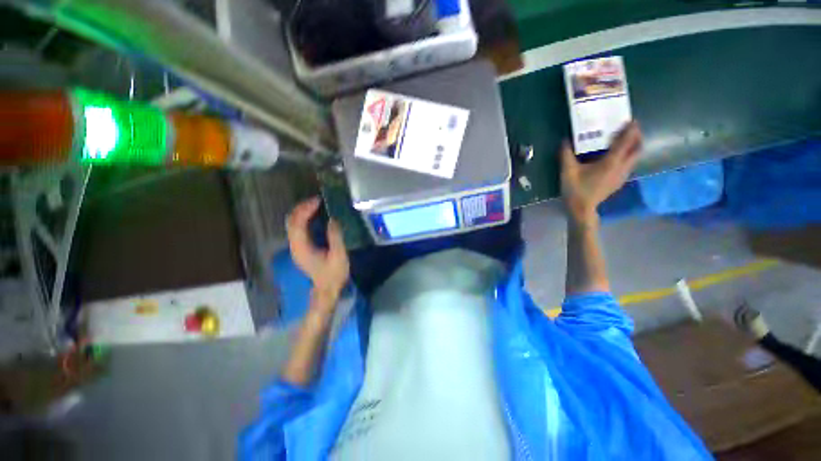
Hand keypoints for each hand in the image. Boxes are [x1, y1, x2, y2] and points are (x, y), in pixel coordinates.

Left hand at [286, 197, 349, 299]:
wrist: (327, 290)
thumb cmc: (334, 275)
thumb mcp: (339, 256)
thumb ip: (335, 237)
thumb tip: (332, 219)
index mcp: (302, 248)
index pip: (297, 224)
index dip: (305, 210)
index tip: (318, 201)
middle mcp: (294, 246)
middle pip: (291, 222)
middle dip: (301, 208)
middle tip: (316, 200)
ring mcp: (296, 247)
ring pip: (292, 224)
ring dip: (301, 212)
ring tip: (315, 204)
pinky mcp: (300, 248)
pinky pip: (297, 228)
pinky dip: (303, 219)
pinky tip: (313, 216)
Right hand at [561, 121, 641, 221]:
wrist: (582, 209)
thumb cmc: (575, 189)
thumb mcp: (567, 171)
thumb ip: (566, 154)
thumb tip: (565, 140)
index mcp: (611, 162)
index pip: (626, 142)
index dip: (631, 130)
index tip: (632, 120)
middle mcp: (621, 167)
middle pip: (637, 149)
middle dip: (637, 137)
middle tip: (630, 129)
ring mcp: (622, 175)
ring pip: (635, 157)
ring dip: (633, 147)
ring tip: (625, 141)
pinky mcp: (619, 182)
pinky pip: (629, 165)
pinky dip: (628, 156)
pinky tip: (617, 158)